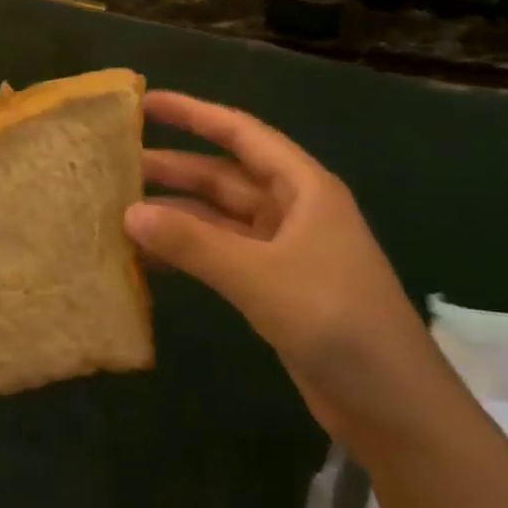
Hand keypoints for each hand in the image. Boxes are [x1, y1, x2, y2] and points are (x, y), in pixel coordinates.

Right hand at [124, 91, 442, 454]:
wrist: (392, 405)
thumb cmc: (336, 321)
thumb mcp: (260, 276)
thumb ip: (193, 243)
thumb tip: (129, 212)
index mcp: (302, 188)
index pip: (240, 134)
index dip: (193, 114)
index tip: (145, 102)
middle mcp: (291, 210)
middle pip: (223, 176)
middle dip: (173, 166)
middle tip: (115, 163)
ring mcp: (282, 250)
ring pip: (218, 217)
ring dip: (175, 212)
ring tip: (119, 208)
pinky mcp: (273, 287)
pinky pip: (220, 255)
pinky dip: (187, 252)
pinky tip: (148, 257)